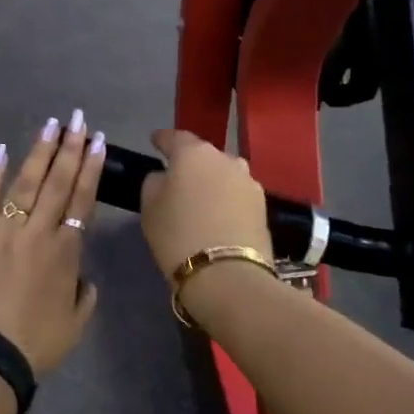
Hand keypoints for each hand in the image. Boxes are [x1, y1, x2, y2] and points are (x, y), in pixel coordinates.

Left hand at [0, 111, 105, 377]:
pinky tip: (1, 151)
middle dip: (70, 147)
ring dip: (39, 152)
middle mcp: (37, 232)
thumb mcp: (75, 325)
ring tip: (50, 124)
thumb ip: (84, 295)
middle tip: (78, 118)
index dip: (91, 168)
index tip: (98, 140)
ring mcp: (3, 231)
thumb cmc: (34, 345)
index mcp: (65, 251)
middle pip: (57, 182)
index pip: (82, 199)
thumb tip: (84, 277)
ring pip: (25, 183)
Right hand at [138, 129, 271, 282]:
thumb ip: (154, 182)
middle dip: (190, 162)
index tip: (154, 142)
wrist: (228, 276)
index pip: (174, 137)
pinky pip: (237, 194)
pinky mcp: (264, 206)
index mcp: (193, 152)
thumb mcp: (149, 207)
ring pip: (224, 173)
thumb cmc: (178, 235)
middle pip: (203, 154)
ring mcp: (248, 181)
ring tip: (202, 198)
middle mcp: (225, 158)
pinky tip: (219, 214)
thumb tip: (165, 177)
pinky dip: (227, 199)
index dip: (162, 140)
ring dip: (212, 180)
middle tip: (178, 178)